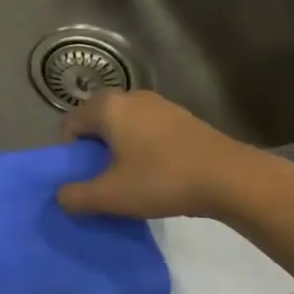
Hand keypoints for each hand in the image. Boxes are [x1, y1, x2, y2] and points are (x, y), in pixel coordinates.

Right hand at [57, 91, 285, 221]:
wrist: (231, 178)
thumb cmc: (163, 180)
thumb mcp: (112, 196)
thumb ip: (77, 197)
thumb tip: (61, 196)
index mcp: (108, 108)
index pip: (70, 122)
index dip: (69, 151)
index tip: (83, 176)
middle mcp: (130, 96)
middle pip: (96, 119)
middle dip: (93, 147)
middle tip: (103, 176)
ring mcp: (159, 104)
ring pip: (123, 122)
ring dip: (119, 146)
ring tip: (131, 176)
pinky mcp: (182, 116)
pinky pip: (147, 126)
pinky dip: (143, 145)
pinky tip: (158, 171)